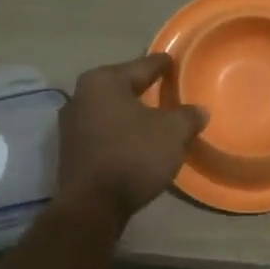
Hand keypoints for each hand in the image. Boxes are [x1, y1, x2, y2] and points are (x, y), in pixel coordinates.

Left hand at [56, 54, 207, 223]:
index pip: (142, 65)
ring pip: (111, 110)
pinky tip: (137, 140)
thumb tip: (199, 111)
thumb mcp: (173, 132)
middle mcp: (81, 95)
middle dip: (144, 88)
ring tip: (155, 117)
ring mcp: (71, 125)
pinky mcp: (70, 151)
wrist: (93, 206)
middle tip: (168, 88)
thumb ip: (188, 116)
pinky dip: (120, 132)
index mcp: (103, 81)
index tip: (175, 62)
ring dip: (131, 113)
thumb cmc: (133, 155)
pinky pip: (103, 131)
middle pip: (123, 86)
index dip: (162, 64)